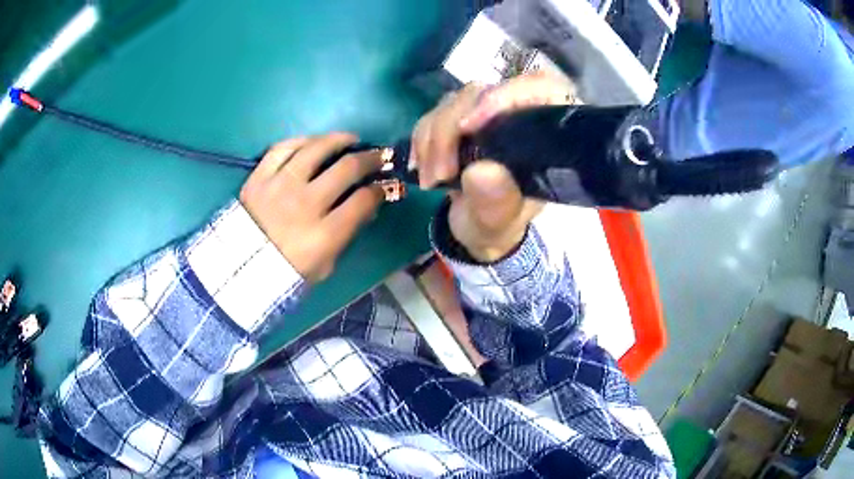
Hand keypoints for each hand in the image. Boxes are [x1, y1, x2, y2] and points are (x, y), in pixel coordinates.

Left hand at [240, 134, 383, 281]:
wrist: (241, 269)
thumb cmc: (287, 271)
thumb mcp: (325, 265)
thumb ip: (347, 236)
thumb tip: (368, 207)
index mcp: (323, 234)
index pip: (363, 200)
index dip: (380, 189)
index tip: (384, 184)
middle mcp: (305, 204)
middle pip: (347, 168)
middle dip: (371, 159)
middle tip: (378, 156)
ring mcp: (280, 186)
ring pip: (317, 149)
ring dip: (340, 140)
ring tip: (350, 140)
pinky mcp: (259, 177)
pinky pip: (283, 148)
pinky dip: (301, 141)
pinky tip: (313, 143)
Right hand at [411, 72, 577, 261]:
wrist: (476, 227)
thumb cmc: (499, 224)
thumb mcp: (500, 223)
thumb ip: (496, 202)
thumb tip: (482, 171)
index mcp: (547, 133)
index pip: (539, 87)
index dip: (505, 96)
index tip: (469, 128)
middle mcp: (518, 112)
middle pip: (482, 93)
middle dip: (451, 132)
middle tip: (439, 175)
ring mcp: (487, 112)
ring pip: (453, 102)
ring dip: (432, 139)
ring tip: (430, 180)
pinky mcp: (460, 116)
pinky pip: (434, 114)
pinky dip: (422, 140)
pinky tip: (420, 167)